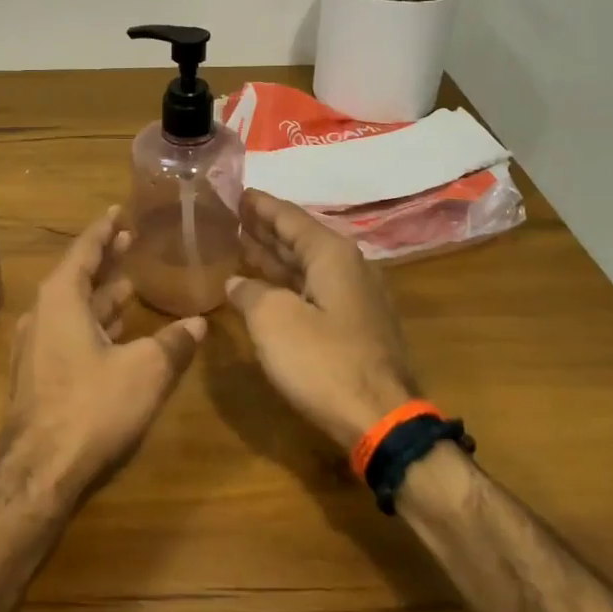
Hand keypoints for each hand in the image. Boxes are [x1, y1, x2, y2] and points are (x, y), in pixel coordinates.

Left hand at [0, 207, 206, 499]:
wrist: (38, 472)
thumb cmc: (92, 406)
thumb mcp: (145, 371)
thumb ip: (173, 343)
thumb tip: (198, 323)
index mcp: (61, 299)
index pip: (84, 250)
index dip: (104, 229)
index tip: (118, 211)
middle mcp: (42, 315)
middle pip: (77, 276)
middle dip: (104, 259)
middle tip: (130, 240)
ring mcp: (35, 347)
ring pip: (73, 309)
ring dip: (101, 295)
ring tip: (129, 283)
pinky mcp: (38, 375)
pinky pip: (69, 333)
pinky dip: (94, 324)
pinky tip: (115, 332)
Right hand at [225, 189, 417, 450]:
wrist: (380, 419)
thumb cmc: (323, 361)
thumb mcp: (273, 320)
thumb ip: (250, 293)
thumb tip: (236, 283)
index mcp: (332, 254)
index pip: (289, 217)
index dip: (260, 205)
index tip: (236, 192)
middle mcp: (349, 267)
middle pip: (299, 239)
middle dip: (265, 228)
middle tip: (232, 216)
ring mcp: (355, 298)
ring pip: (306, 266)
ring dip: (274, 257)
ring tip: (241, 244)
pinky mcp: (355, 326)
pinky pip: (313, 290)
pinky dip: (286, 283)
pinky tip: (265, 288)